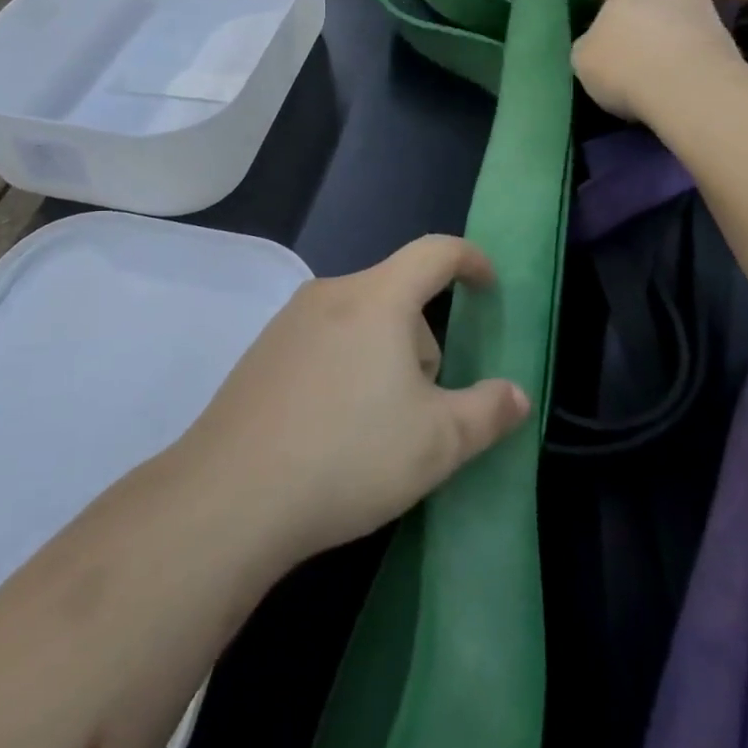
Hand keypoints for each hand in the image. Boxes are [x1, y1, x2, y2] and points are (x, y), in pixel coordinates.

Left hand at [179, 235, 528, 566]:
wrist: (232, 496)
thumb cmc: (350, 455)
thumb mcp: (439, 442)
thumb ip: (489, 412)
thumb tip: (516, 394)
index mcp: (377, 298)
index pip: (435, 252)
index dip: (471, 260)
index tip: (489, 285)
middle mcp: (330, 294)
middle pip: (397, 296)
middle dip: (423, 340)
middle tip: (424, 406)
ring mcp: (289, 321)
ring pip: (360, 322)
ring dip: (384, 357)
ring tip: (377, 427)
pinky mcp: (261, 352)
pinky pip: (324, 342)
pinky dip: (345, 368)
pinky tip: (332, 429)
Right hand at [572, 0, 743, 120]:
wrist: (691, 89)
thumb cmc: (626, 67)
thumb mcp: (583, 59)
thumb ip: (588, 43)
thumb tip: (596, 41)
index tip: (593, 12)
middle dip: (639, 7)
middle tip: (628, 35)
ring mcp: (701, 6)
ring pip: (677, 10)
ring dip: (667, 26)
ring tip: (655, 56)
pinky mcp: (725, 34)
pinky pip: (695, 35)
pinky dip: (686, 48)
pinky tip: (676, 70)